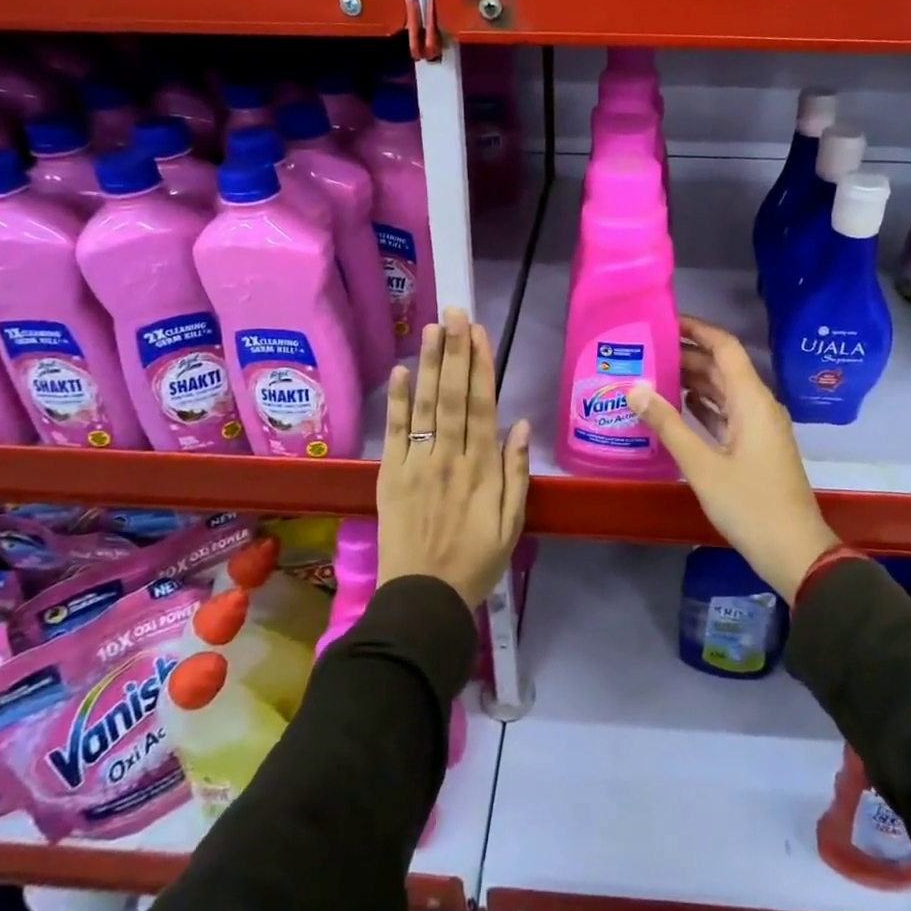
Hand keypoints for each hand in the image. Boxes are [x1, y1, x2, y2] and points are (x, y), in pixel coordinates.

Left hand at [376, 307, 531, 608]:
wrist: (423, 598)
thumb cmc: (476, 562)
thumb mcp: (512, 524)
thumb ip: (516, 473)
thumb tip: (520, 425)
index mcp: (482, 468)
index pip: (481, 405)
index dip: (480, 366)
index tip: (479, 333)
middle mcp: (449, 457)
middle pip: (452, 395)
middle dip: (455, 351)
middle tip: (454, 312)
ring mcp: (417, 463)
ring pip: (425, 405)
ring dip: (429, 364)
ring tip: (432, 328)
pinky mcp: (391, 474)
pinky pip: (394, 432)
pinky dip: (397, 401)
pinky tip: (399, 371)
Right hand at [629, 316, 838, 601]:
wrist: (795, 551)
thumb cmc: (750, 504)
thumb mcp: (702, 465)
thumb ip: (667, 424)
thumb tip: (634, 388)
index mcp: (751, 400)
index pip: (725, 347)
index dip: (697, 329)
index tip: (663, 322)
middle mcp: (758, 405)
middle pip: (722, 367)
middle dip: (686, 355)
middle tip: (645, 351)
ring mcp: (759, 427)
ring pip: (723, 391)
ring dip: (692, 380)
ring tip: (652, 374)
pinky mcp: (756, 447)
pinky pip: (726, 413)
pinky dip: (703, 406)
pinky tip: (676, 406)